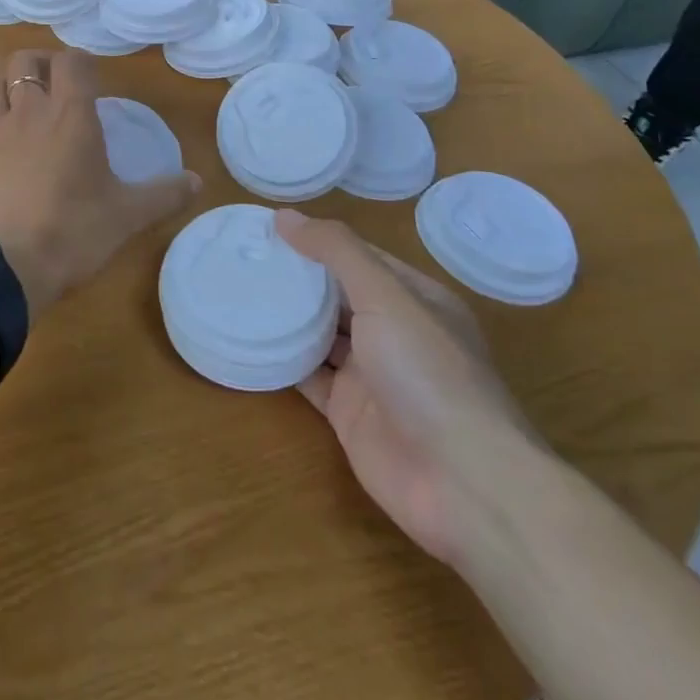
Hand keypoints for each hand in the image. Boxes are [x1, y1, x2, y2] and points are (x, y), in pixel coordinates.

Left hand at [0, 50, 199, 321]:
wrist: (1, 265)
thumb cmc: (71, 233)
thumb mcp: (127, 216)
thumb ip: (164, 194)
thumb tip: (199, 181)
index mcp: (71, 114)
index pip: (73, 61)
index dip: (80, 62)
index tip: (89, 79)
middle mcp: (28, 109)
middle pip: (25, 61)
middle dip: (40, 65)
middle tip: (53, 87)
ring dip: (8, 89)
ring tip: (20, 112)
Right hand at [276, 211, 543, 565]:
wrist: (461, 483)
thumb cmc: (428, 373)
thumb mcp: (385, 295)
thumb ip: (336, 251)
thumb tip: (284, 215)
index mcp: (414, 299)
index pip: (359, 256)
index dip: (317, 240)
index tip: (267, 227)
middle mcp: (394, 332)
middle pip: (337, 294)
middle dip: (297, 276)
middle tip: (244, 255)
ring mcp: (372, 375)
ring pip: (322, 334)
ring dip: (287, 316)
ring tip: (239, 290)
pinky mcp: (349, 413)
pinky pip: (309, 376)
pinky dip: (283, 360)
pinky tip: (249, 340)